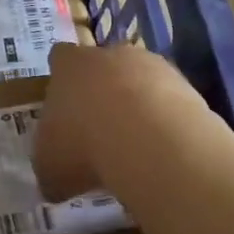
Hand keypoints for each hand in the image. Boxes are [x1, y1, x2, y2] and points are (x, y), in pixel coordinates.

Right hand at [35, 41, 206, 202]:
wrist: (148, 138)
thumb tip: (54, 179)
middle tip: (99, 130)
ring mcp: (150, 65)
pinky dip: (165, 120)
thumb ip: (49, 165)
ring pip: (139, 80)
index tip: (63, 104)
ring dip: (137, 105)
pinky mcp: (184, 83)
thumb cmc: (84, 144)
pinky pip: (168, 99)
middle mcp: (108, 54)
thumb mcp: (49, 166)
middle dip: (101, 92)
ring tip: (136, 145)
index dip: (61, 79)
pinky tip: (162, 149)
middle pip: (102, 65)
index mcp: (69, 65)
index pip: (60, 58)